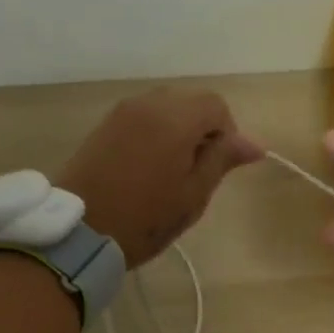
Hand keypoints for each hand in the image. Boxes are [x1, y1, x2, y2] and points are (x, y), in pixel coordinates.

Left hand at [60, 90, 263, 266]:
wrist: (79, 231)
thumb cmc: (145, 217)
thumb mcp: (193, 194)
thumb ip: (223, 160)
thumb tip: (254, 143)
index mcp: (175, 118)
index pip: (216, 105)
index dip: (227, 133)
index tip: (218, 166)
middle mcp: (148, 103)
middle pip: (190, 101)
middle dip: (202, 128)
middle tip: (197, 170)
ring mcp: (122, 112)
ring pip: (165, 107)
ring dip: (178, 129)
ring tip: (172, 170)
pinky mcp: (104, 125)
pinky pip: (142, 116)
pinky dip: (154, 132)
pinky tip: (148, 166)